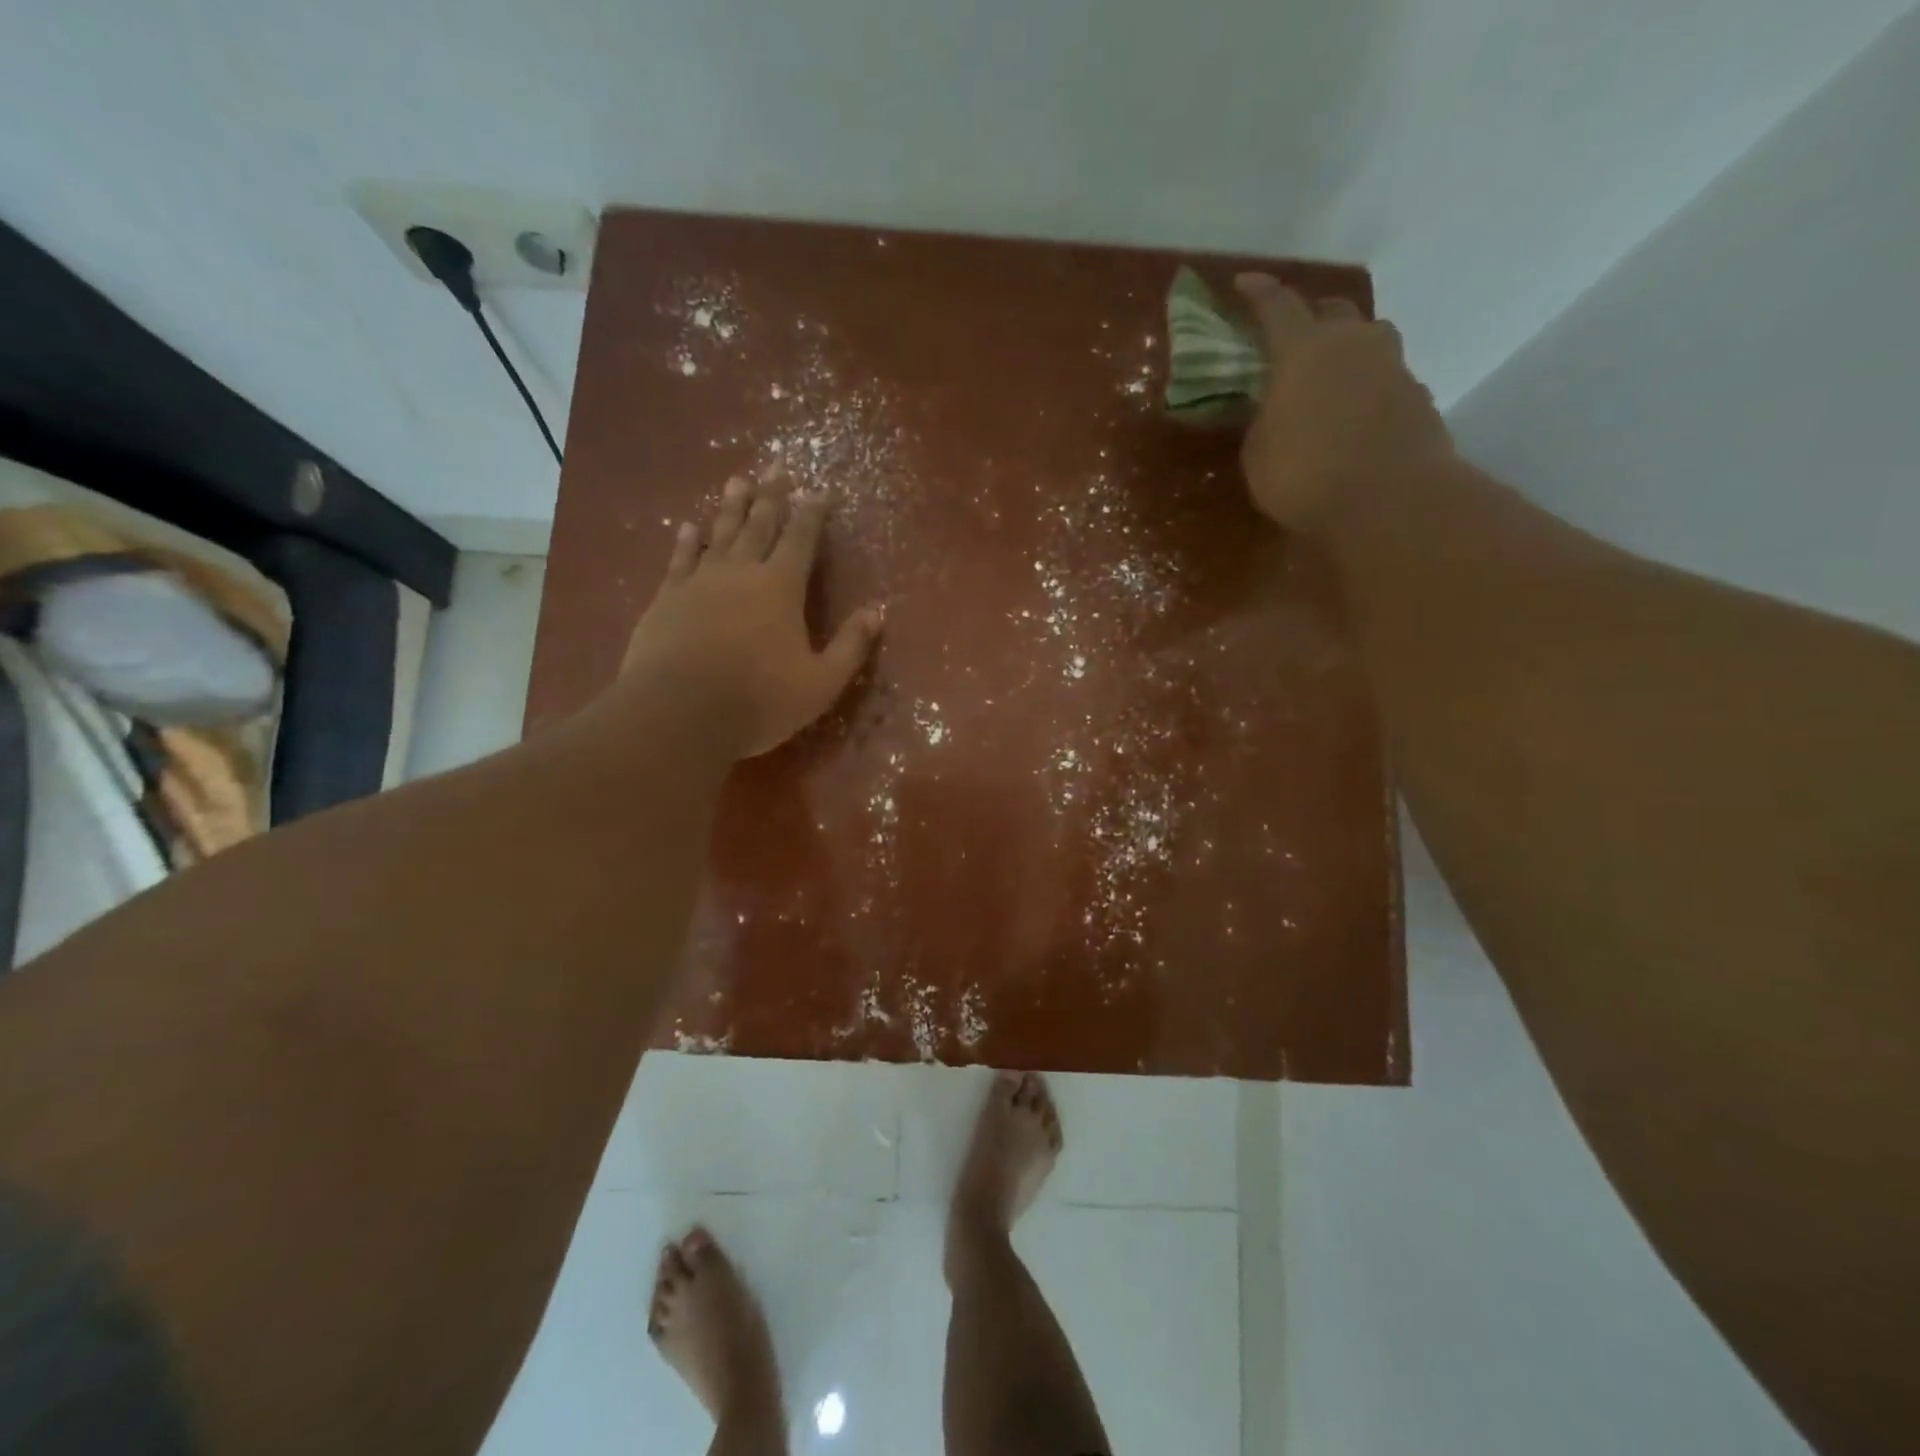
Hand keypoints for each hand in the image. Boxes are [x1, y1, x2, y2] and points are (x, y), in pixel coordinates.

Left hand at [619, 472, 881, 757]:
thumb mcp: (820, 683)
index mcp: (781, 588)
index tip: (818, 489)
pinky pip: (680, 559)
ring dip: (731, 507)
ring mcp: (699, 582)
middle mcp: (741, 572)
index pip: (801, 539)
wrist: (678, 714)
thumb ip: (850, 646)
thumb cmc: (759, 700)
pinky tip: (689, 526)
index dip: (812, 513)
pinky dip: (687, 540)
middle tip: (777, 467)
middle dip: (771, 496)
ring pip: (719, 534)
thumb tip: (876, 612)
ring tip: (738, 480)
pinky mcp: (666, 599)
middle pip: (759, 525)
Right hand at [1234, 274, 1453, 531]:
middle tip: (1291, 337)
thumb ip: (1262, 420)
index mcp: (1304, 350)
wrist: (1390, 499)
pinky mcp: (1418, 396)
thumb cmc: (1305, 474)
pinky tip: (1355, 414)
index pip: (1277, 306)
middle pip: (1332, 310)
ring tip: (1330, 374)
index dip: (1258, 293)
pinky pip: (1387, 377)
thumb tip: (1273, 409)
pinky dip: (1368, 385)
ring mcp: (1392, 366)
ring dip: (1347, 347)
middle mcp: (1352, 343)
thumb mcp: (1258, 453)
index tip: (1243, 282)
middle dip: (1310, 316)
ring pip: (1368, 338)